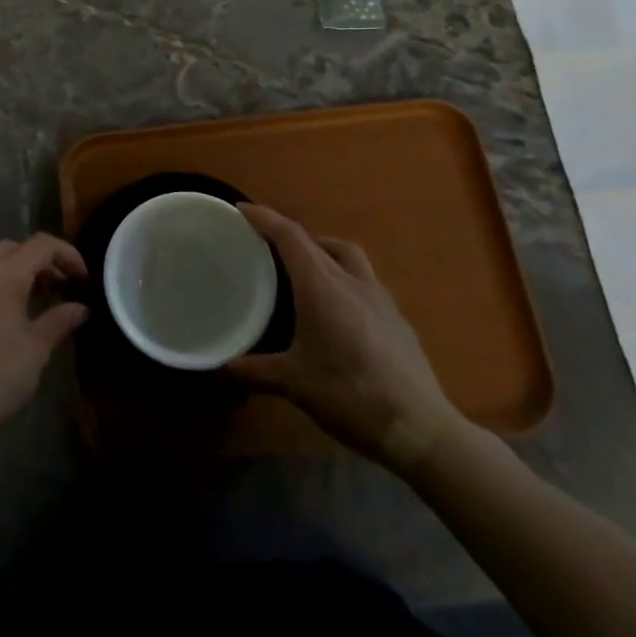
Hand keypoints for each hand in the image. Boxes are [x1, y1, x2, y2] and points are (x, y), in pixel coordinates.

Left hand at [0, 234, 88, 449]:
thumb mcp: (36, 350)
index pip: (41, 245)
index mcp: (2, 275)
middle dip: (38, 262)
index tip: (82, 277)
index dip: (67, 254)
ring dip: (11, 273)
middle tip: (56, 288)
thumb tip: (80, 308)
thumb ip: (59, 320)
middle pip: (12, 249)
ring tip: (27, 303)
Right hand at [229, 204, 467, 470]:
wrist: (418, 427)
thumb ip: (252, 371)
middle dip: (289, 235)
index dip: (264, 218)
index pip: (289, 236)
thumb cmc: (349, 395)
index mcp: (321, 286)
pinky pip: (364, 279)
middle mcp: (350, 280)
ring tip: (305, 268)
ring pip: (347, 254)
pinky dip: (344, 276)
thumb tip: (217, 366)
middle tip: (266, 245)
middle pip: (316, 241)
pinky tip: (339, 307)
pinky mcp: (396, 316)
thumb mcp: (293, 384)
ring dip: (322, 250)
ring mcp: (379, 296)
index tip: (242, 209)